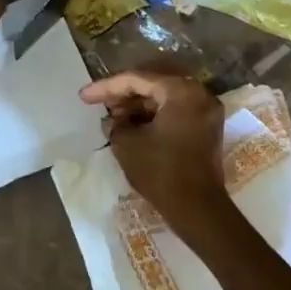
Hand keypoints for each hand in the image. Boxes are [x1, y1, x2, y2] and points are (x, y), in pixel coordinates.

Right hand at [78, 71, 227, 219]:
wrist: (197, 209)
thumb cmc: (161, 171)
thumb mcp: (127, 144)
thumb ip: (115, 123)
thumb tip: (114, 120)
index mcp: (181, 92)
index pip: (137, 80)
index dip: (106, 87)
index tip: (84, 96)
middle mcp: (199, 95)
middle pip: (153, 85)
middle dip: (124, 94)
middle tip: (99, 103)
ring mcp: (206, 112)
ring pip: (164, 98)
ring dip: (138, 106)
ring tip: (113, 117)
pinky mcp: (206, 129)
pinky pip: (175, 111)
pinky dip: (153, 116)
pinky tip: (132, 126)